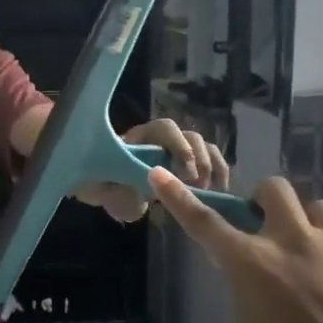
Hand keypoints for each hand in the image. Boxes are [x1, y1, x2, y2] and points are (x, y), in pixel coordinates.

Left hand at [80, 120, 228, 222]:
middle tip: (196, 186)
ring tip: (207, 192)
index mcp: (140, 138)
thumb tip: (136, 191)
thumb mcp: (101, 190)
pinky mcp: (192, 166)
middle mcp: (163, 139)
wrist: (109, 191)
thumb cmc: (102, 184)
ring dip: (211, 167)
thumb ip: (115, 190)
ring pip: (205, 147)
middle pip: (190, 136)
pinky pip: (214, 161)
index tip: (183, 173)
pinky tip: (219, 193)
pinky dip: (220, 173)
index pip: (164, 128)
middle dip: (197, 160)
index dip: (178, 145)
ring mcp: (180, 150)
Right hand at [149, 170, 322, 322]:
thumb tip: (247, 268)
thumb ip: (245, 289)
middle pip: (274, 189)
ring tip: (319, 257)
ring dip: (311, 226)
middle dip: (267, 202)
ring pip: (320, 207)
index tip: (160, 174)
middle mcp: (294, 240)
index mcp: (254, 264)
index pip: (206, 223)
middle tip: (271, 228)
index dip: (180, 198)